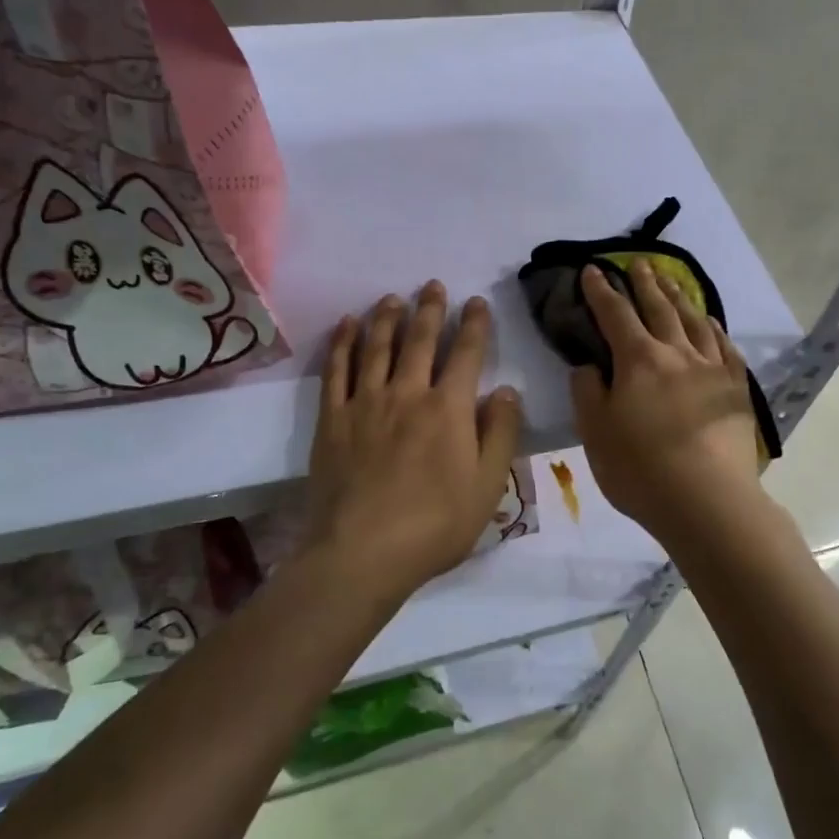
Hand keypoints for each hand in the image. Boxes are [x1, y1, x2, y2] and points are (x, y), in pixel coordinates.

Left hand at [302, 280, 522, 600]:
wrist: (361, 553)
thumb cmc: (435, 525)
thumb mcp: (487, 486)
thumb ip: (500, 434)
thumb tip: (507, 391)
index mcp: (449, 409)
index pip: (466, 354)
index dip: (474, 325)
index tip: (476, 302)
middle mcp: (407, 394)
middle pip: (420, 341)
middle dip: (430, 310)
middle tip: (433, 286)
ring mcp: (365, 404)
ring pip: (377, 347)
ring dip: (387, 318)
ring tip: (392, 298)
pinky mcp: (332, 420)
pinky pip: (337, 371)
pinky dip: (343, 344)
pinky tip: (347, 326)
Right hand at [570, 260, 765, 546]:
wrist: (707, 501)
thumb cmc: (641, 470)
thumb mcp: (595, 433)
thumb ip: (587, 392)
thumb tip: (589, 365)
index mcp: (638, 361)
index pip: (614, 315)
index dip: (601, 291)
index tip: (593, 270)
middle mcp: (676, 353)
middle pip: (658, 308)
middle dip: (645, 283)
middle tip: (639, 263)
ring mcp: (711, 369)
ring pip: (693, 321)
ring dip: (679, 297)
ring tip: (671, 281)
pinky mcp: (735, 389)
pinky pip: (724, 347)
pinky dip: (713, 328)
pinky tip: (710, 322)